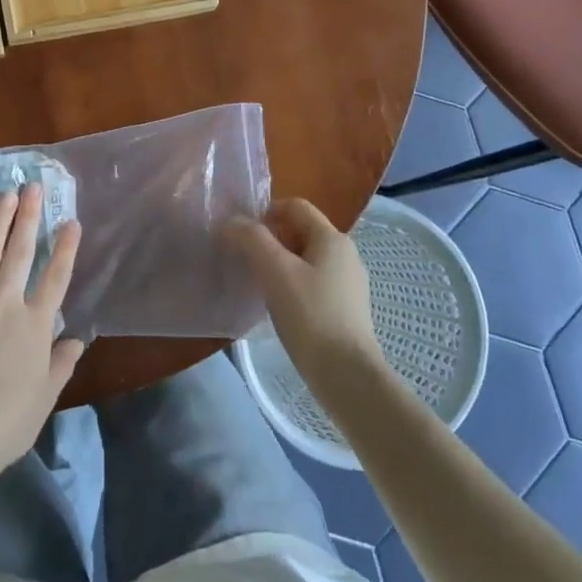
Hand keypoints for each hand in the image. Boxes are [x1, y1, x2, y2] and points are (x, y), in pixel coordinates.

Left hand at [0, 184, 84, 480]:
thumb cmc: (7, 423)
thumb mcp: (44, 396)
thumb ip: (61, 364)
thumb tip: (76, 341)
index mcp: (35, 326)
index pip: (55, 277)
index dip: (65, 248)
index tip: (70, 221)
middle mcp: (6, 306)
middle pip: (20, 254)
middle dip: (28, 218)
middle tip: (32, 188)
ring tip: (3, 198)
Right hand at [229, 198, 383, 384]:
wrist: (347, 375)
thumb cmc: (310, 315)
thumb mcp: (275, 271)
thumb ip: (252, 240)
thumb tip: (231, 222)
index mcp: (332, 238)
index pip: (296, 206)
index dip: (266, 211)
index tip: (243, 233)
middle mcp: (345, 254)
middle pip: (301, 231)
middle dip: (271, 239)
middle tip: (246, 259)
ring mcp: (349, 282)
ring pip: (307, 258)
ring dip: (280, 263)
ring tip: (259, 284)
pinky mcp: (347, 308)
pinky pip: (314, 282)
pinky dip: (293, 284)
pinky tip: (280, 306)